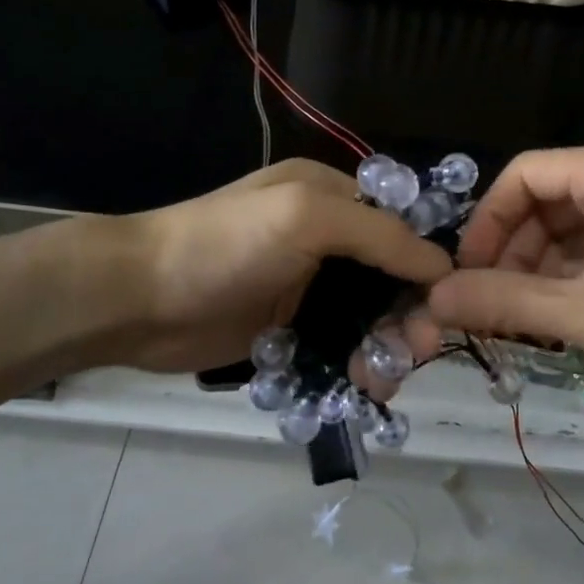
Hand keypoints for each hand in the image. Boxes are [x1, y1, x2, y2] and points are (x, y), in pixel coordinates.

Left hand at [93, 159, 452, 374]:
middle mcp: (325, 238)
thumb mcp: (307, 218)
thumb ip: (380, 236)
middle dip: (407, 315)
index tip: (444, 308)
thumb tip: (444, 264)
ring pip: (367, 319)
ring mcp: (305, 287)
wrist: (138, 298)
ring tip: (377, 380)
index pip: (401, 226)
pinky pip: (338, 348)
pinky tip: (358, 387)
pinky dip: (354, 366)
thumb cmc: (225, 245)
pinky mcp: (288, 329)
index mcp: (331, 196)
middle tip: (410, 354)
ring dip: (383, 348)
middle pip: (389, 279)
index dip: (427, 265)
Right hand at [425, 143, 583, 401]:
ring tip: (530, 319)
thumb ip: (504, 303)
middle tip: (496, 304)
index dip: (485, 222)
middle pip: (546, 200)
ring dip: (543, 268)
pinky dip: (577, 274)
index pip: (521, 175)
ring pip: (574, 226)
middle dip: (513, 251)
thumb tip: (434, 298)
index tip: (468, 272)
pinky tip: (571, 315)